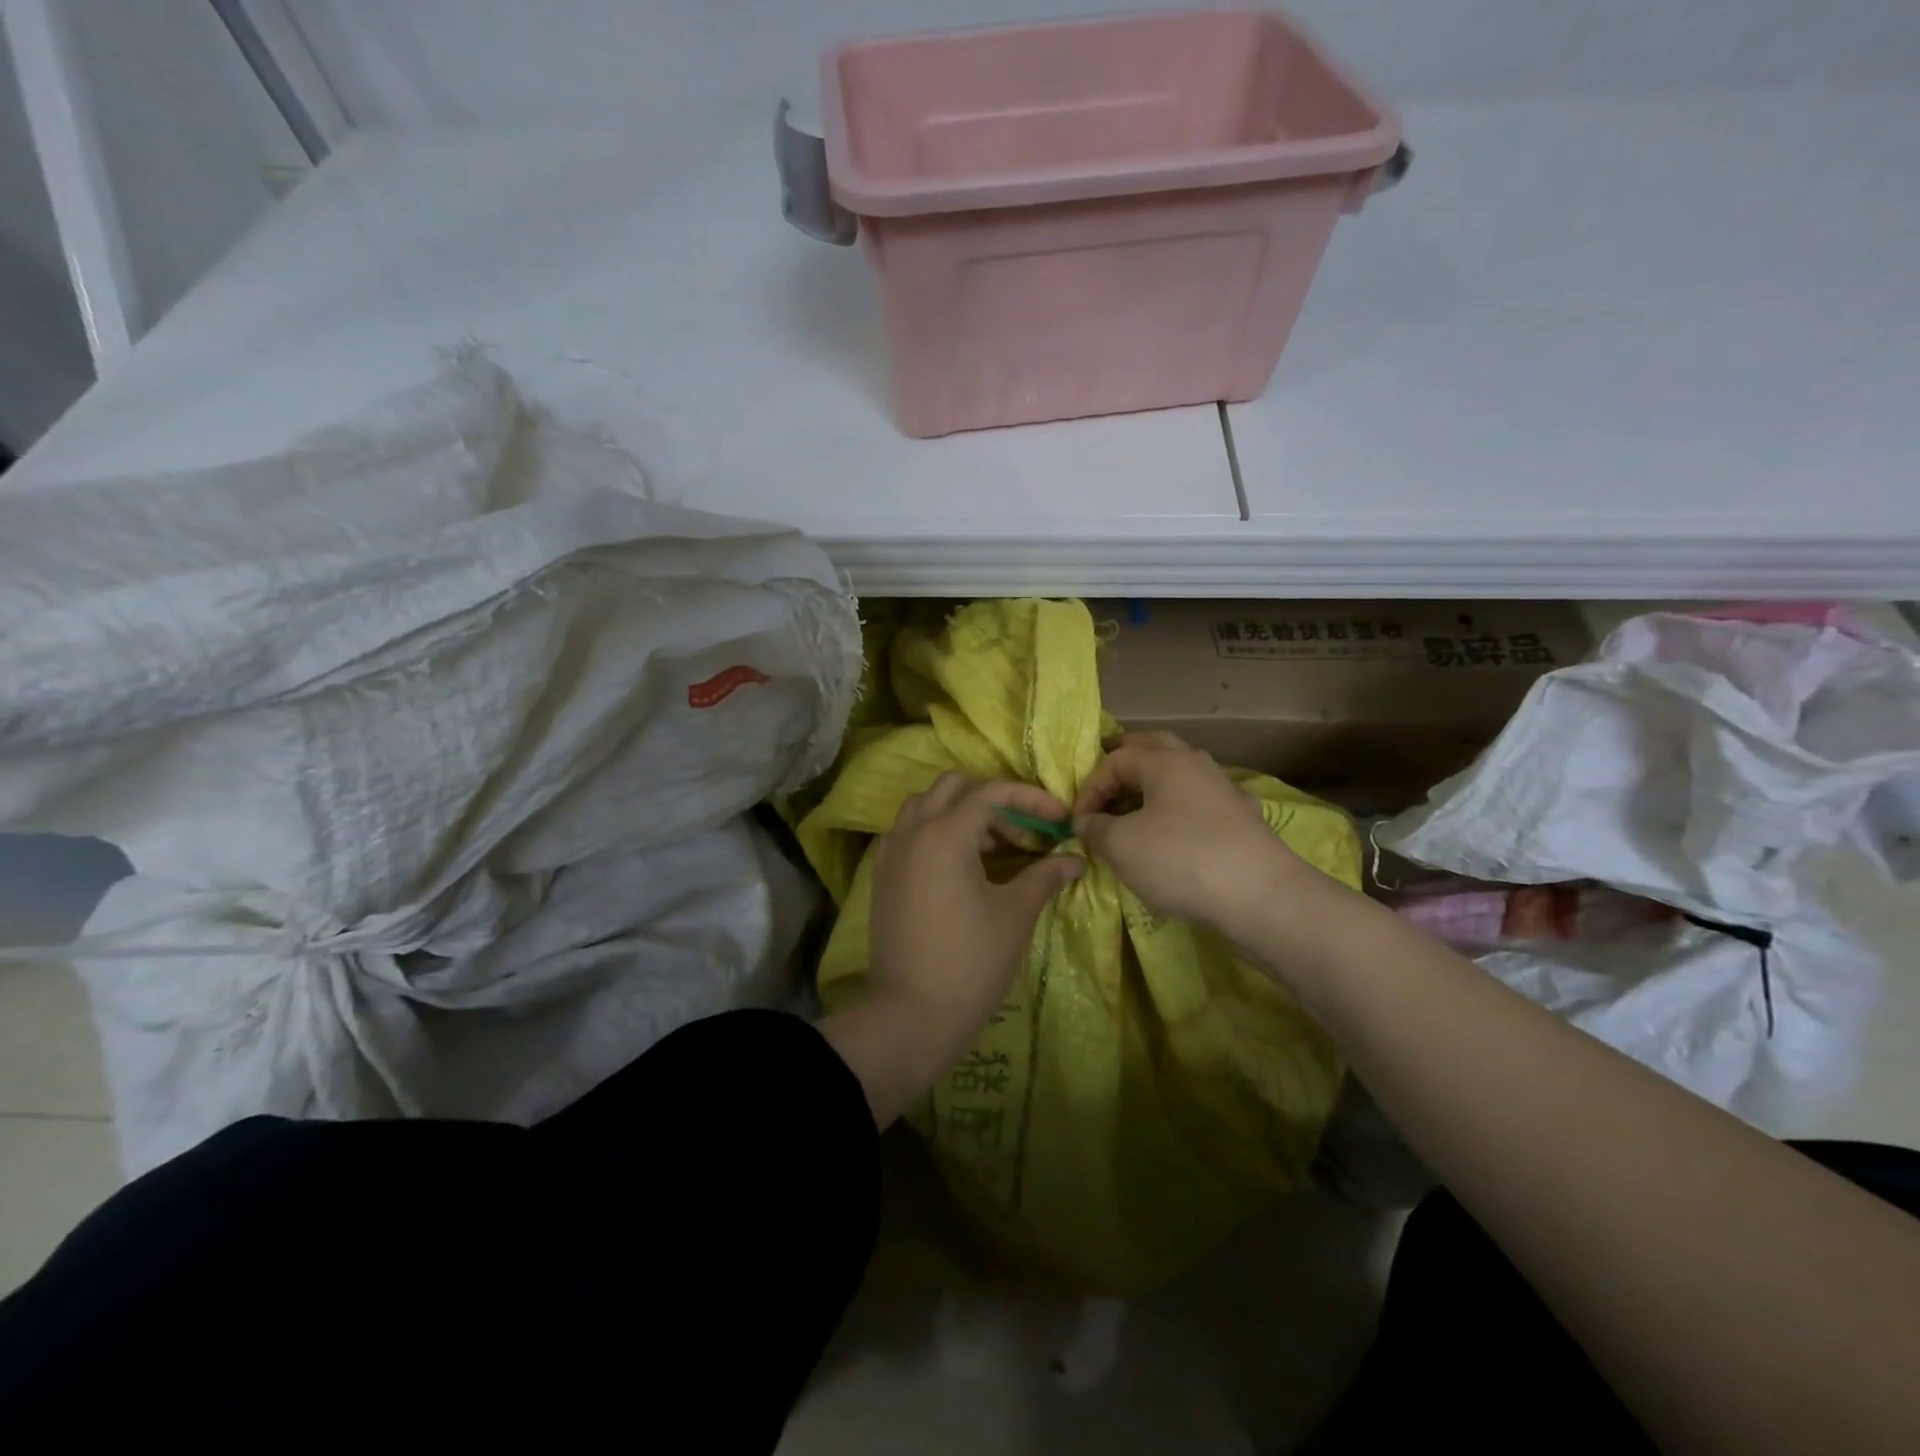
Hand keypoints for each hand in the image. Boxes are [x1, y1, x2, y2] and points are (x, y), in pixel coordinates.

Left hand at [870, 772, 1083, 1033]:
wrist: (911, 1014)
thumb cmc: (971, 961)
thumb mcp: (1015, 914)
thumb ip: (1045, 876)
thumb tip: (1075, 858)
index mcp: (944, 833)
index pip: (991, 792)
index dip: (1031, 798)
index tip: (1060, 818)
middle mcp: (912, 831)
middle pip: (953, 787)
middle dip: (993, 799)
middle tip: (1023, 831)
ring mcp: (891, 853)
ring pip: (926, 806)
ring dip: (961, 812)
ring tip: (994, 847)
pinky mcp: (883, 876)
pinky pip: (909, 833)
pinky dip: (937, 832)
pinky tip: (961, 865)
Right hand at [1071, 732, 1308, 935]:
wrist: (1260, 896)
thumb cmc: (1181, 859)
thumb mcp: (1121, 845)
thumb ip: (1095, 828)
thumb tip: (1086, 822)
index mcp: (1166, 761)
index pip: (1115, 760)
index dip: (1090, 787)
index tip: (1078, 821)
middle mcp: (1197, 764)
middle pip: (1153, 748)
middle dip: (1124, 761)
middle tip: (1103, 781)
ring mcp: (1224, 791)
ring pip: (1180, 776)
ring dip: (1151, 786)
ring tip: (1132, 810)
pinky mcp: (1242, 821)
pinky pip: (1199, 804)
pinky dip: (1178, 811)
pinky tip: (1174, 833)